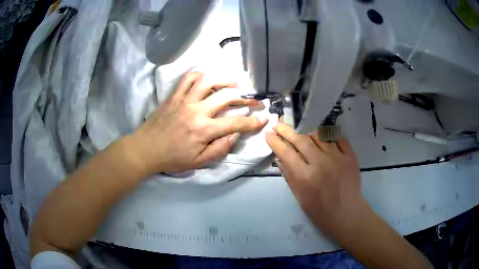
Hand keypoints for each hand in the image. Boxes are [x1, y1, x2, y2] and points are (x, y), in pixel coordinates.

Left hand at [131, 72, 267, 174]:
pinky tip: (208, 80)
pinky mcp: (174, 95)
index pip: (235, 123)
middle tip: (254, 100)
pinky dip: (201, 75)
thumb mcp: (199, 162)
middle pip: (226, 96)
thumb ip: (220, 149)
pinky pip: (189, 78)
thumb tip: (235, 134)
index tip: (264, 117)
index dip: (253, 121)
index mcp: (203, 130)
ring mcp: (184, 100)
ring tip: (235, 84)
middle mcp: (196, 111)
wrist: (146, 149)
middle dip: (246, 98)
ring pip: (209, 81)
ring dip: (225, 80)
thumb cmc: (172, 158)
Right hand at [265, 122, 369, 237]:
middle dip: (287, 130)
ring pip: (319, 135)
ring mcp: (338, 158)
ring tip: (301, 132)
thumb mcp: (300, 197)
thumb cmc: (320, 211)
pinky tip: (322, 137)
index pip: (286, 153)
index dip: (275, 141)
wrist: (347, 214)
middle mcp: (321, 163)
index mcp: (305, 177)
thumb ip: (289, 175)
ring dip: (307, 132)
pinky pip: (337, 138)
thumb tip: (280, 157)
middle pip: (301, 140)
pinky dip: (328, 136)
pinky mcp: (350, 156)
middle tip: (278, 125)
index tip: (268, 134)